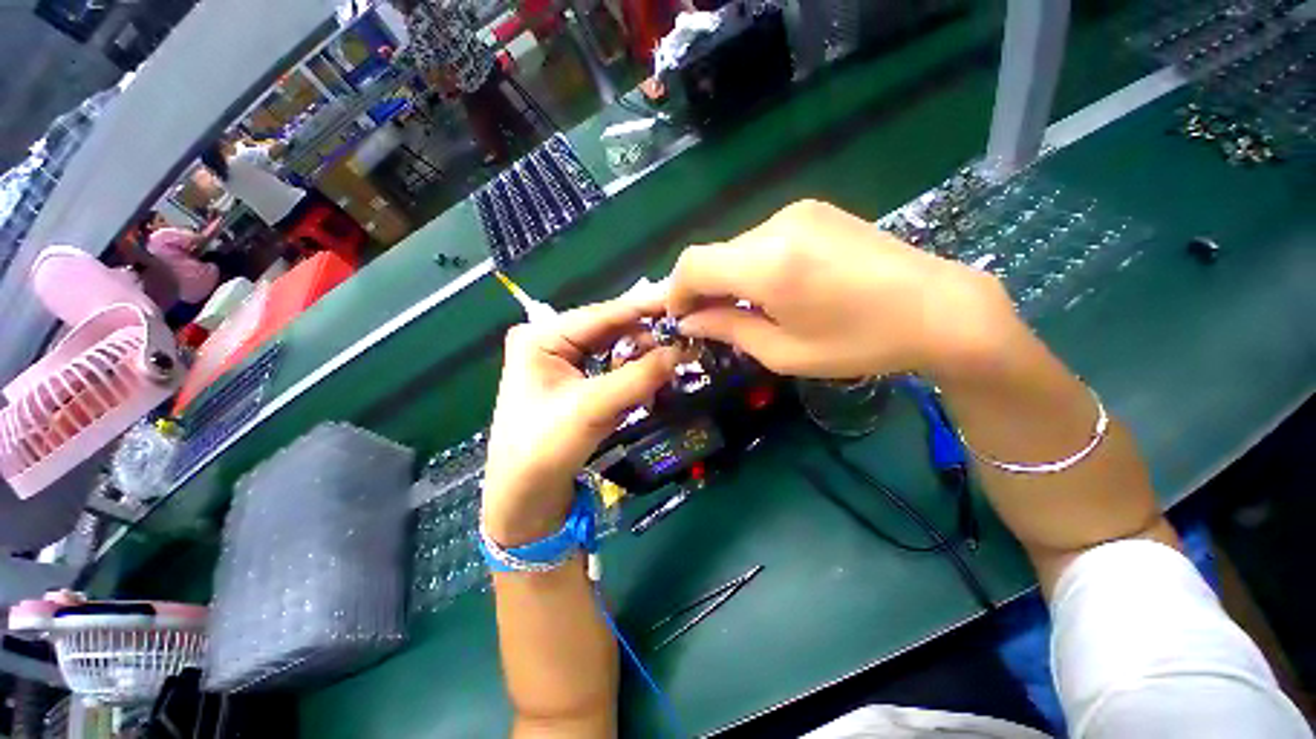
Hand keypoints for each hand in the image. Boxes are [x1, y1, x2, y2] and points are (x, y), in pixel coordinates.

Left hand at [484, 298, 679, 545]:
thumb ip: (638, 377)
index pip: (602, 314)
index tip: (681, 300)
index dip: (644, 308)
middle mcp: (552, 340)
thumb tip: (681, 351)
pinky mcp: (576, 381)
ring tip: (675, 355)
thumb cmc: (544, 448)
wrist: (524, 497)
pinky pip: (611, 368)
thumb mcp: (592, 408)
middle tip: (685, 334)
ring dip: (642, 354)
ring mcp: (564, 361)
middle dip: (646, 334)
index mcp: (542, 336)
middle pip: (609, 329)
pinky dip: (633, 372)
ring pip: (613, 348)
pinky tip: (654, 375)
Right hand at [666, 200, 1023, 382]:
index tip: (681, 318)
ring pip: (737, 246)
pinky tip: (777, 287)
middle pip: (713, 254)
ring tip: (750, 308)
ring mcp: (798, 212)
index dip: (676, 292)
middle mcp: (776, 225)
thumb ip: (728, 329)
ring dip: (729, 277)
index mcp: (767, 264)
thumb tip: (689, 320)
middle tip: (713, 321)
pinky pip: (763, 239)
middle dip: (702, 288)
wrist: (939, 308)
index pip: (692, 265)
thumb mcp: (783, 351)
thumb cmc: (859, 343)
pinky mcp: (814, 211)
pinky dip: (753, 264)